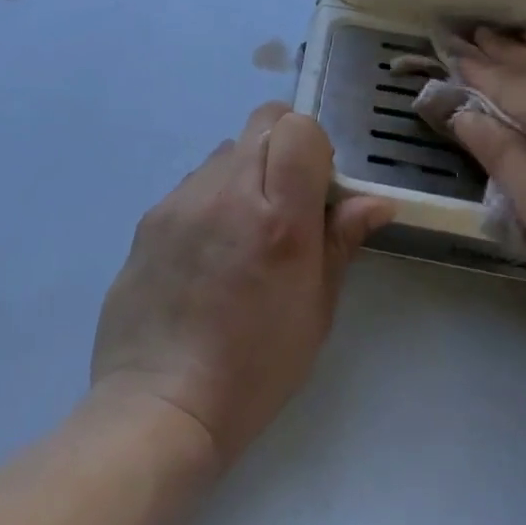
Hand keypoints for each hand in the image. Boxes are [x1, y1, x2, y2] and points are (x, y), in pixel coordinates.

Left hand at [90, 103, 393, 465]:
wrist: (161, 402)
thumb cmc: (255, 368)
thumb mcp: (316, 311)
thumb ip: (341, 242)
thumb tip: (375, 202)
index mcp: (278, 218)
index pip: (298, 128)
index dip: (315, 147)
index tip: (318, 187)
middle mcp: (227, 192)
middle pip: (262, 122)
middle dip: (284, 145)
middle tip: (287, 199)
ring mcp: (182, 200)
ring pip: (225, 150)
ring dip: (245, 171)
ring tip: (243, 229)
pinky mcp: (150, 216)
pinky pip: (193, 183)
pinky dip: (212, 197)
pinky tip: (208, 249)